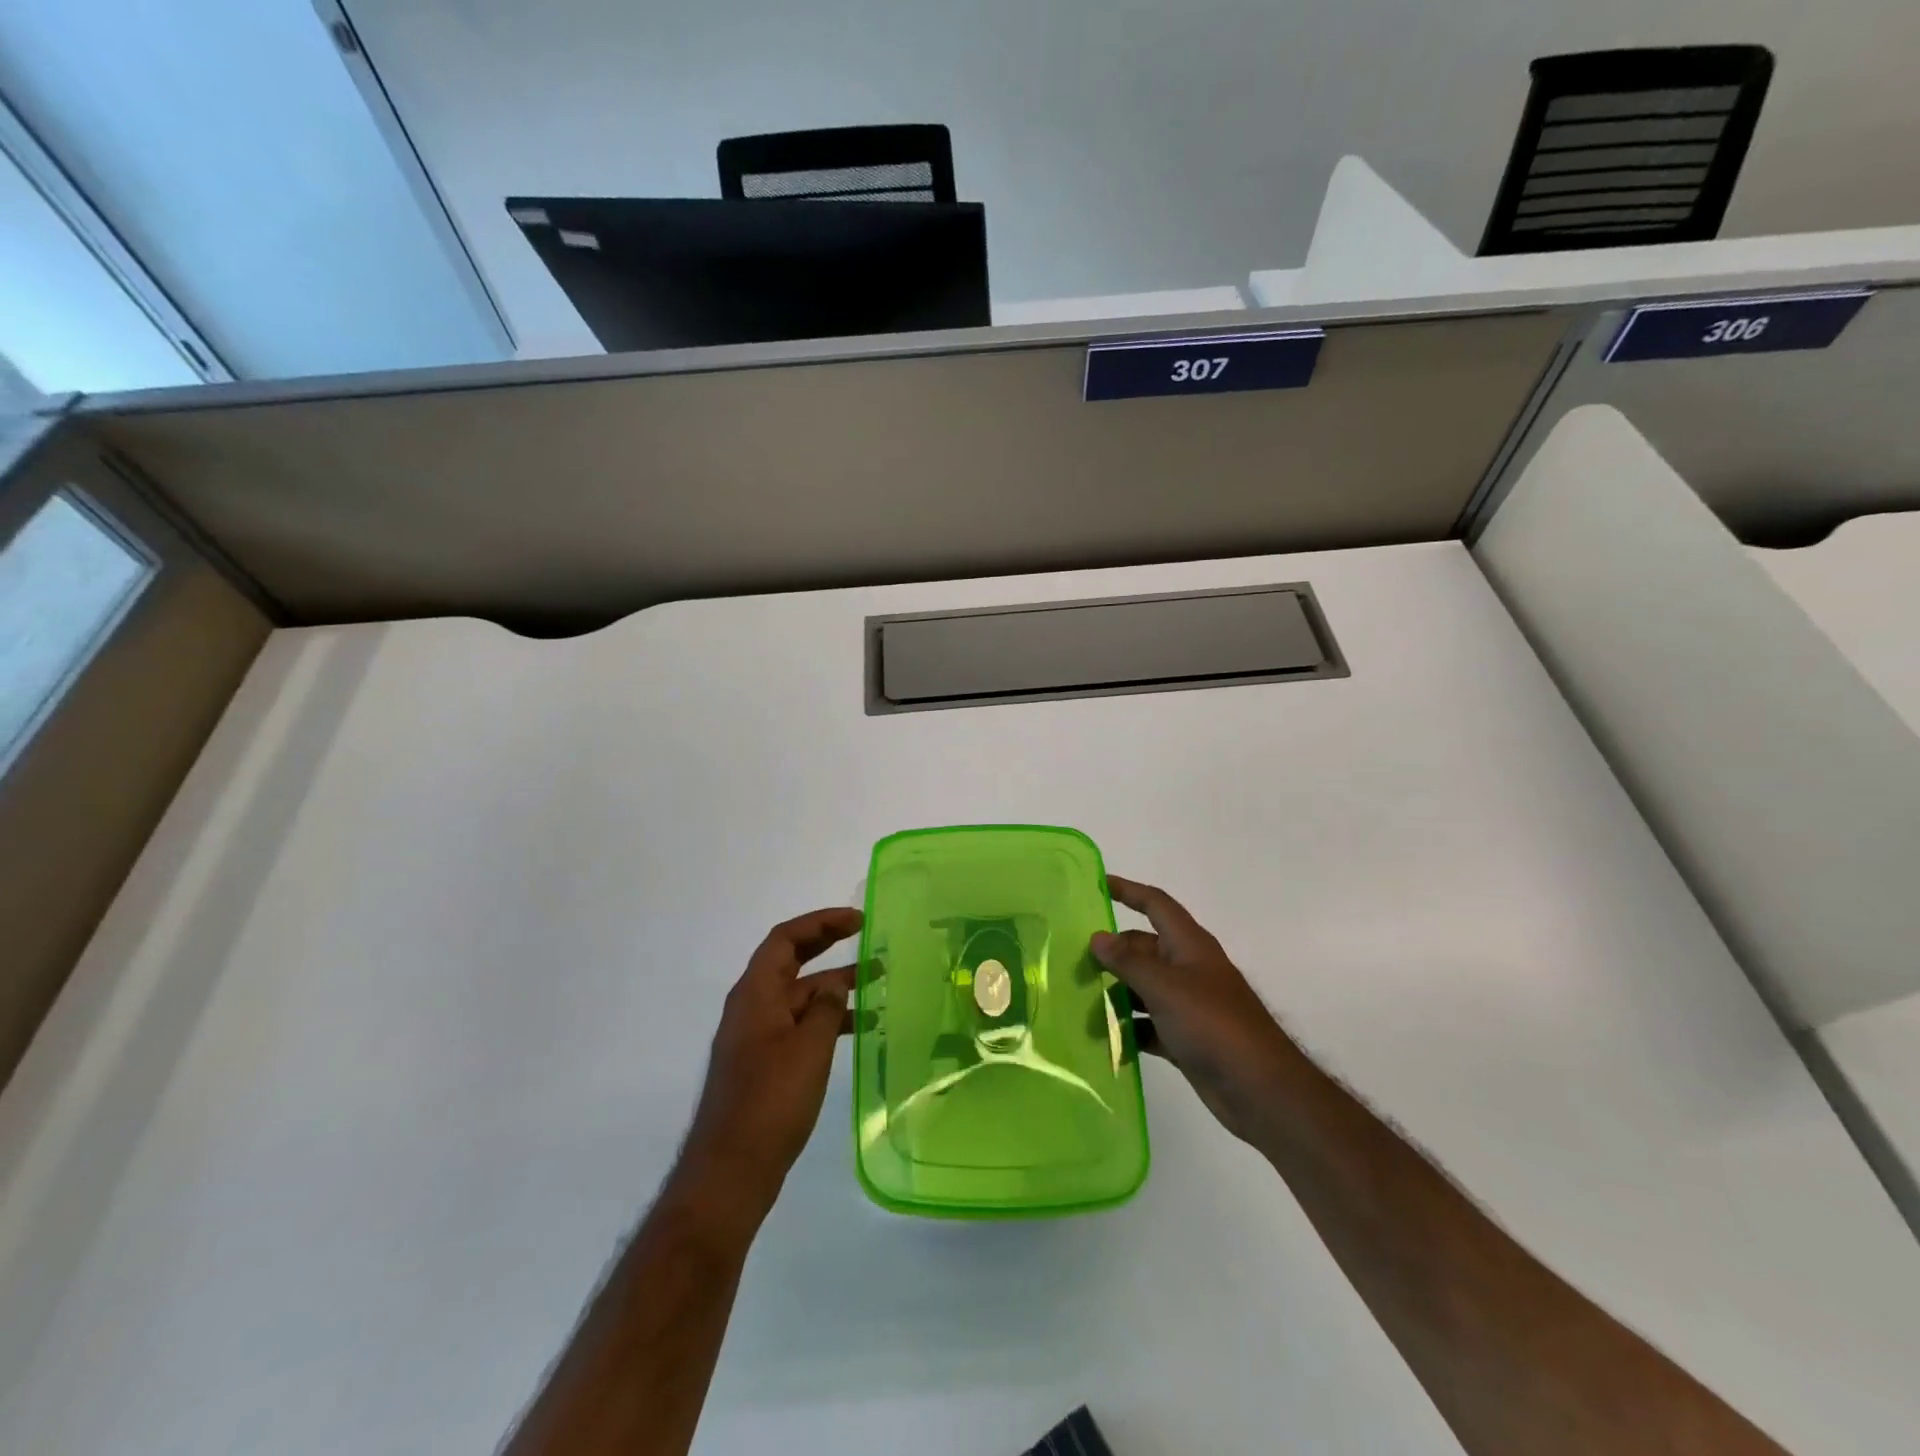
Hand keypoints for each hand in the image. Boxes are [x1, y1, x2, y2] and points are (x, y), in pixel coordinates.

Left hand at [677, 908, 862, 1221]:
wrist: (731, 1170)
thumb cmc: (770, 1101)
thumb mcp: (808, 1048)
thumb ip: (826, 1008)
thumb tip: (835, 984)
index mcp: (756, 993)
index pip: (786, 938)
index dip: (821, 922)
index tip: (857, 920)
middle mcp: (752, 1006)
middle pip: (792, 960)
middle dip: (828, 944)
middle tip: (867, 936)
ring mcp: (757, 1035)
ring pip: (800, 995)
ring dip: (834, 985)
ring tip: (878, 982)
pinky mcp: (765, 1062)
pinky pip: (799, 1024)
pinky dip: (828, 1018)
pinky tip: (860, 1028)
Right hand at [1092, 877, 1295, 1147]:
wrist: (1261, 1090)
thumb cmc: (1214, 1026)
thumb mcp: (1166, 988)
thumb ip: (1128, 962)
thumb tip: (1097, 938)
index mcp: (1189, 945)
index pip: (1155, 904)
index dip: (1128, 891)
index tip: (1098, 884)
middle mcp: (1188, 969)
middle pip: (1143, 948)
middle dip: (1111, 953)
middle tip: (1073, 963)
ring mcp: (1188, 1005)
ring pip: (1143, 988)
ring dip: (1116, 994)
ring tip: (1080, 1005)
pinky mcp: (1186, 1038)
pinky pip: (1149, 1024)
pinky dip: (1130, 1029)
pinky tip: (1106, 1040)